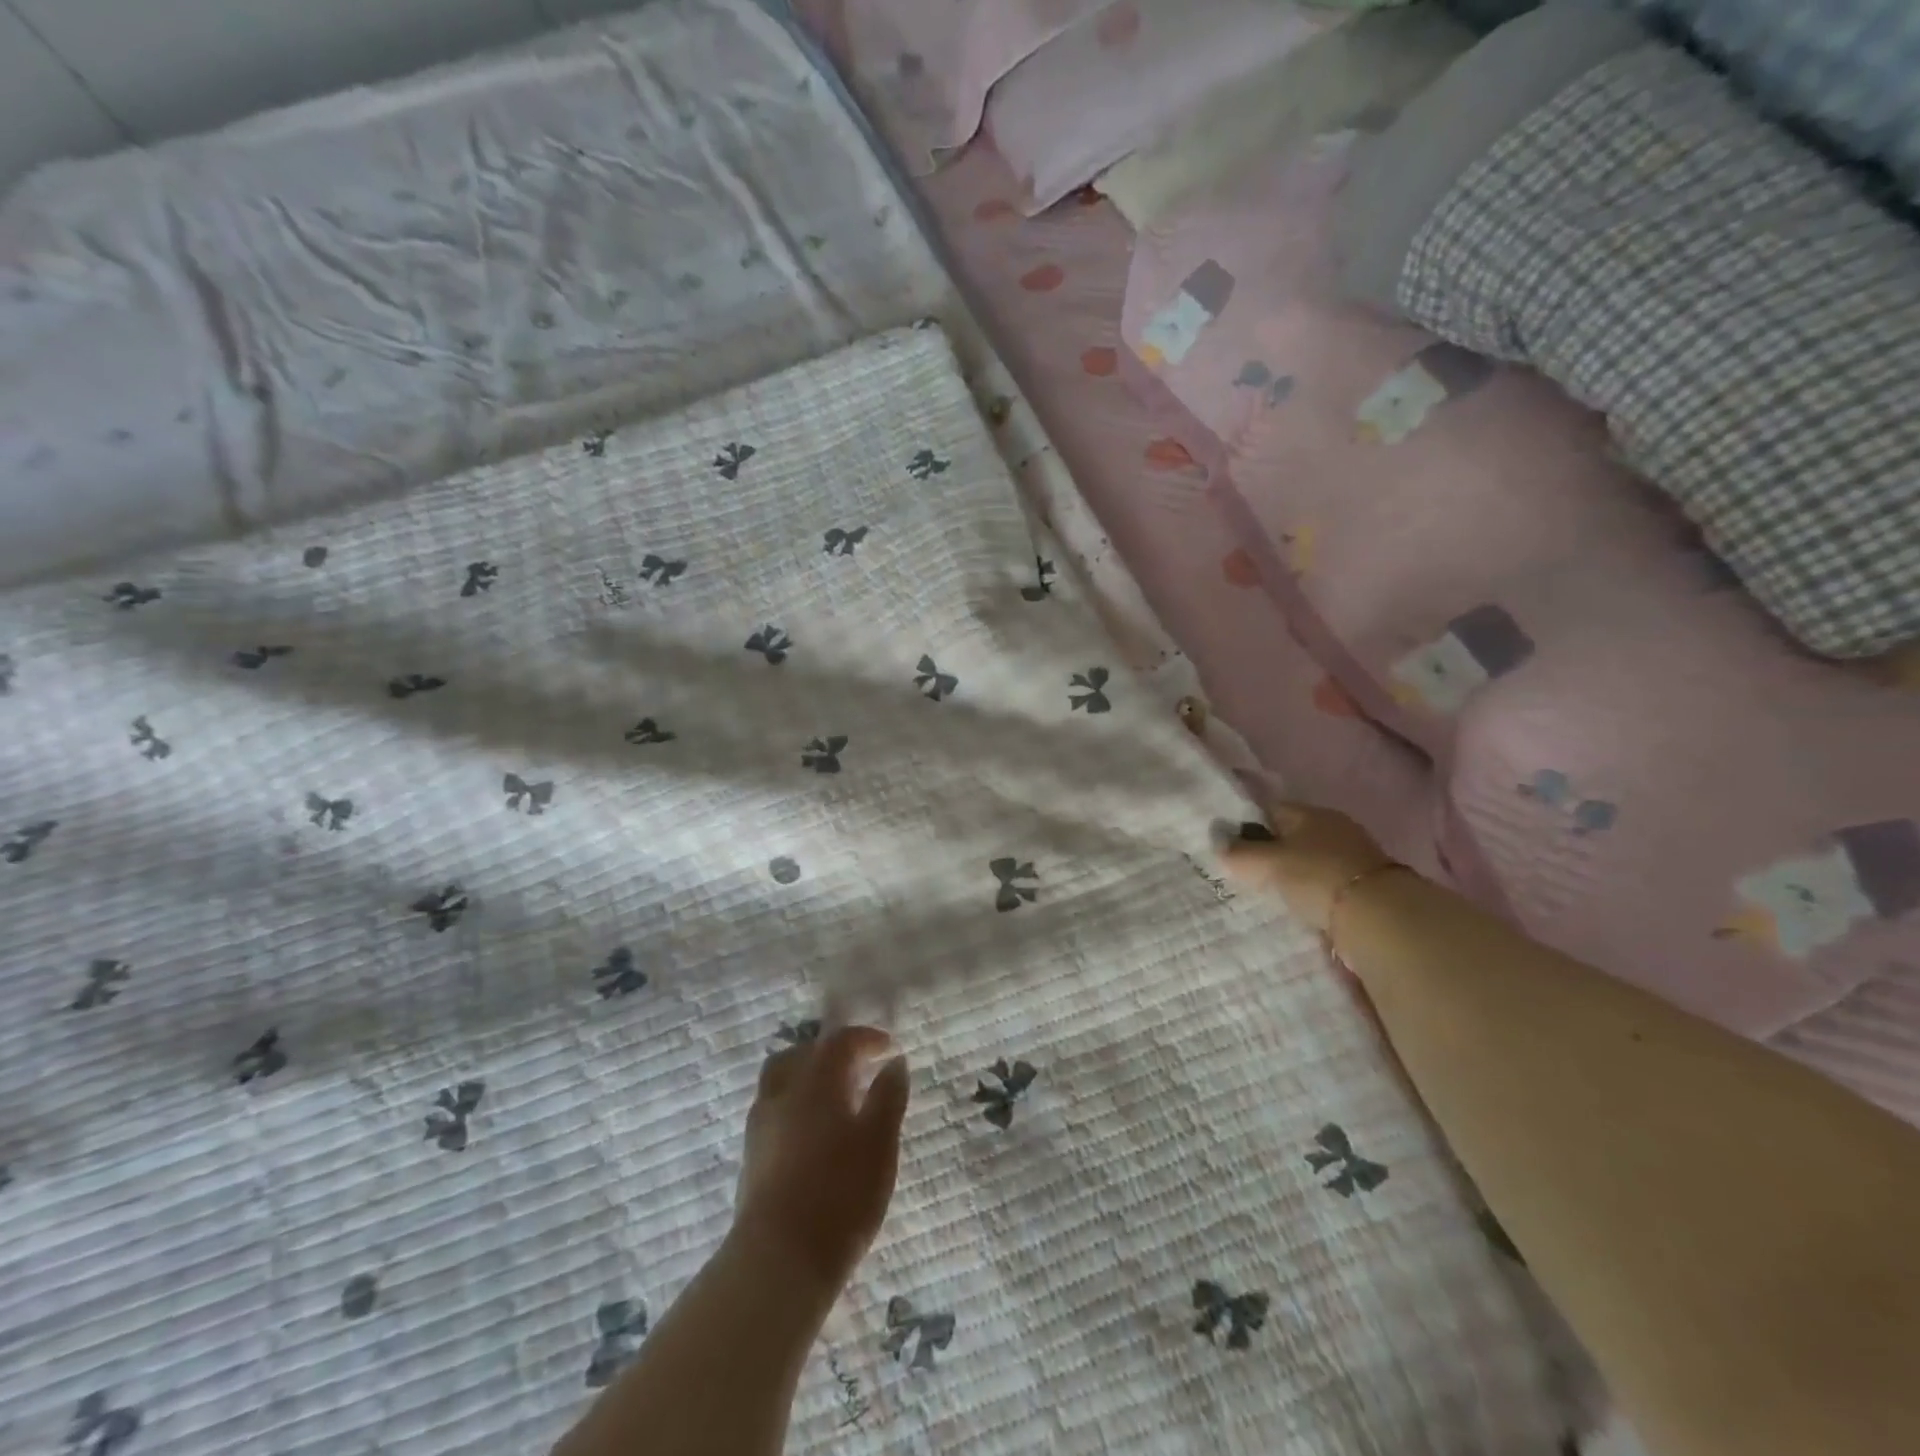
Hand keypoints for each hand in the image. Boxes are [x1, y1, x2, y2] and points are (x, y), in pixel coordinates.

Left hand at [733, 1026, 910, 1291]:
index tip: (889, 1047)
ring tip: (836, 1103)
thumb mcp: (880, 1142)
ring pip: (782, 1082)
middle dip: (830, 1055)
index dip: (866, 1038)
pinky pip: (774, 1112)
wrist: (779, 1258)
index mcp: (816, 1080)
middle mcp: (783, 1092)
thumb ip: (888, 1096)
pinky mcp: (750, 1157)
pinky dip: (795, 1108)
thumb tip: (894, 1061)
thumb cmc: (840, 1192)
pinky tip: (814, 1136)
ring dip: (807, 1080)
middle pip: (802, 1055)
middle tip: (857, 1071)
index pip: (839, 1041)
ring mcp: (760, 1125)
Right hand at [1220, 803, 1393, 934]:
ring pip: (1309, 859)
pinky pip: (1326, 881)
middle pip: (1291, 835)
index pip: (1269, 809)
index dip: (1247, 824)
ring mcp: (1353, 855)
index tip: (1231, 846)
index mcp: (1309, 812)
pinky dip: (1312, 891)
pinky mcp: (1365, 883)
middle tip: (1247, 873)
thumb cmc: (1316, 877)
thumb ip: (1238, 853)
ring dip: (1293, 874)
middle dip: (1271, 851)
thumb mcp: (1266, 863)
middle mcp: (1333, 826)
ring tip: (1271, 893)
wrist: (1378, 916)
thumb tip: (1219, 845)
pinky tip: (1300, 905)